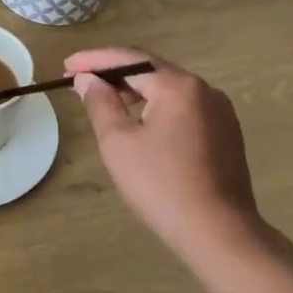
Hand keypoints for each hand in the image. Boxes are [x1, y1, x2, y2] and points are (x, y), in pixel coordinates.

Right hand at [65, 47, 260, 252]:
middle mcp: (204, 90)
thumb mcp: (119, 142)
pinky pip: (184, 109)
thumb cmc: (161, 185)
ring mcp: (220, 112)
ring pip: (169, 91)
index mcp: (178, 86)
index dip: (94, 60)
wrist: (219, 233)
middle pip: (152, 71)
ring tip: (106, 102)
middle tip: (81, 82)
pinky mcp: (226, 134)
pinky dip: (157, 108)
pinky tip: (141, 124)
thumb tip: (88, 80)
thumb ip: (100, 103)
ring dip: (135, 92)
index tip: (66, 66)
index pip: (130, 60)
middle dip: (114, 74)